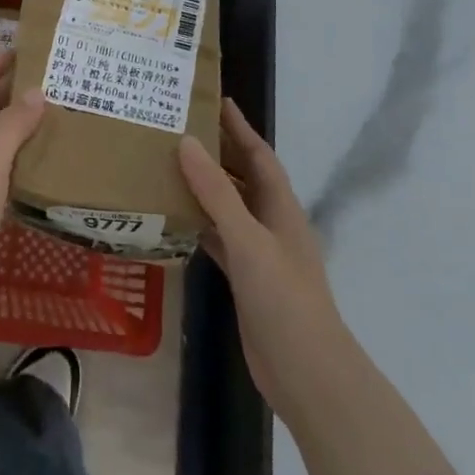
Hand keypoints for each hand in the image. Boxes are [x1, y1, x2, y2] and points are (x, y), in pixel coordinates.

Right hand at [178, 99, 344, 421]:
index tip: (216, 100)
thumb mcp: (249, 240)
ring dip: (204, 187)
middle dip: (218, 152)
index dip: (240, 128)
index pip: (259, 156)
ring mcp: (259, 253)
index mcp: (281, 208)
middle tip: (179, 128)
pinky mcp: (245, 278)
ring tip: (168, 164)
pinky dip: (198, 224)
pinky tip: (173, 217)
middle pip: (243, 177)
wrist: (307, 374)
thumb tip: (187, 142)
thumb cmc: (284, 299)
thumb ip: (217, 193)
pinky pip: (218, 238)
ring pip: (228, 207)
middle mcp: (271, 224)